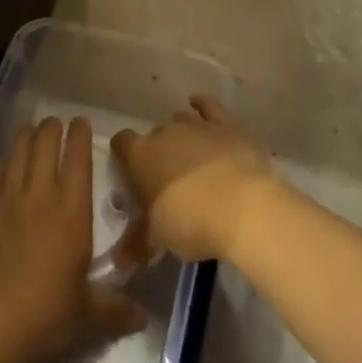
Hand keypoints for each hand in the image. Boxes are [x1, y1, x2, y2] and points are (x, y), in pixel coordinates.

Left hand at [0, 116, 143, 361]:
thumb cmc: (46, 312)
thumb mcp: (87, 312)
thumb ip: (115, 308)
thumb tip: (143, 319)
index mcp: (72, 209)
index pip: (78, 156)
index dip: (79, 134)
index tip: (81, 122)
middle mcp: (40, 192)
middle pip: (45, 142)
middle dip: (52, 128)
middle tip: (56, 125)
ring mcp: (7, 197)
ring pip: (17, 148)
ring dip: (27, 135)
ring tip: (32, 132)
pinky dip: (4, 159)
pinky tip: (6, 162)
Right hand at [111, 94, 281, 262]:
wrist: (243, 206)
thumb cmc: (190, 222)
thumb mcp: (157, 238)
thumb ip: (135, 243)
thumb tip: (118, 258)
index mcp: (140, 155)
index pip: (121, 143)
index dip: (124, 157)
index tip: (130, 176)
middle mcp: (165, 132)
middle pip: (153, 136)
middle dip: (157, 153)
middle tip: (166, 182)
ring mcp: (196, 125)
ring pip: (180, 121)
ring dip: (181, 137)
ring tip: (189, 160)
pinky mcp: (226, 124)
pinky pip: (209, 107)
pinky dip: (203, 106)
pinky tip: (199, 105)